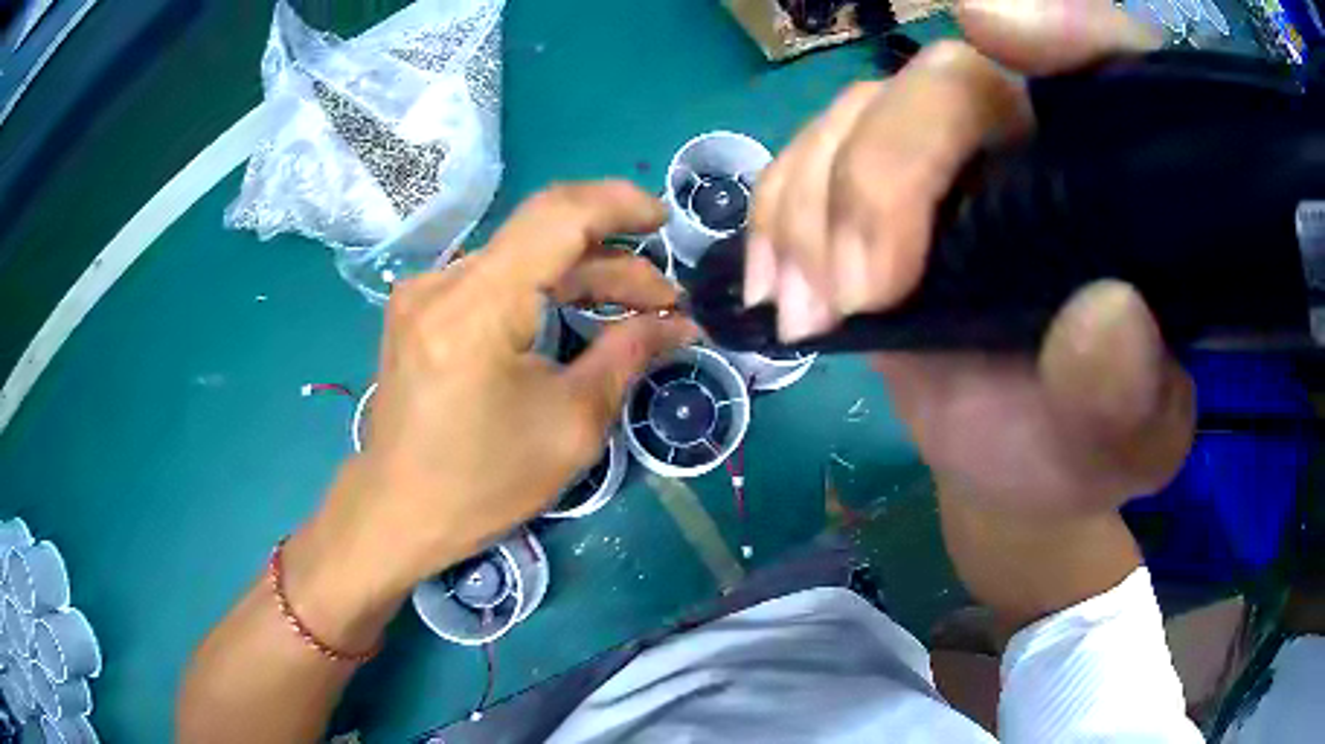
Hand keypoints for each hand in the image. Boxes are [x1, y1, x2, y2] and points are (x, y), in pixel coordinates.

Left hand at [315, 182, 697, 597]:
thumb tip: (678, 324)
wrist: (397, 511)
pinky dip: (542, 289)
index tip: (664, 223)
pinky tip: (574, 315)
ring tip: (634, 309)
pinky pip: (494, 278)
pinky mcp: (421, 307)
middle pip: (542, 235)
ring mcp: (425, 291)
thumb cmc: (482, 483)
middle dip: (613, 259)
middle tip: (665, 301)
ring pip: (521, 255)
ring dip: (580, 274)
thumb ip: (626, 355)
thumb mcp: (570, 425)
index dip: (619, 204)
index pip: (557, 215)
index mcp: (475, 308)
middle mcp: (442, 281)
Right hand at [748, 0, 1192, 516]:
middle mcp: (1038, 139)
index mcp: (1121, 180)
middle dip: (886, 174)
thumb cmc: (1085, 444)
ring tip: (808, 314)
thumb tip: (1104, 317)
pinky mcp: (882, 187)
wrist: (1017, 458)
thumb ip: (1131, 392)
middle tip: (859, 296)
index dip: (1059, 24)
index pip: (1107, 58)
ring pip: (862, 113)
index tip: (995, 29)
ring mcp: (952, 155)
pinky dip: (776, 213)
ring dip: (813, 208)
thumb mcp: (1129, 440)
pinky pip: (808, 155)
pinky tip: (776, 284)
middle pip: (948, 81)